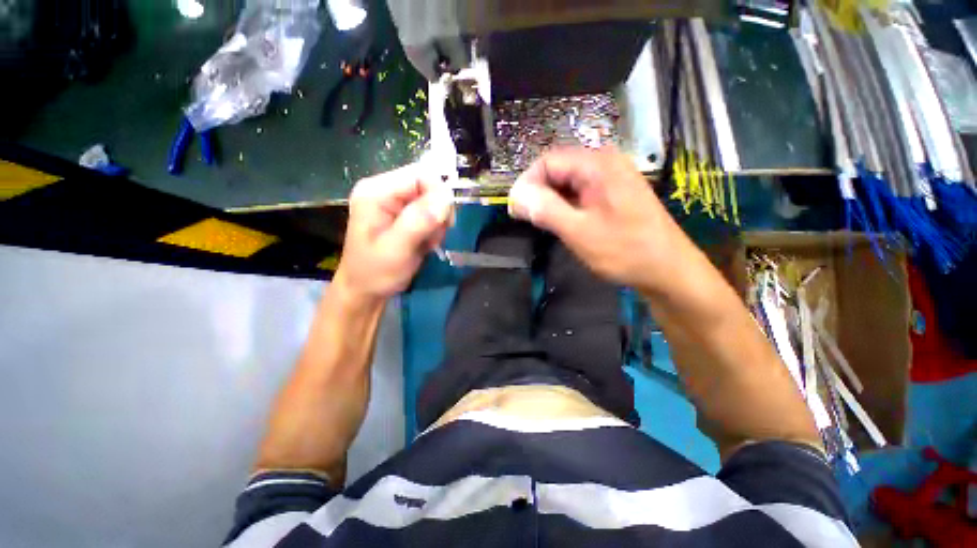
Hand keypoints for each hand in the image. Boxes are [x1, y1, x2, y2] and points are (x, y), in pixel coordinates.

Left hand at [335, 164, 453, 301]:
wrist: (366, 291)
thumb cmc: (375, 272)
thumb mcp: (396, 248)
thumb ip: (419, 221)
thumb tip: (446, 196)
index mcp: (377, 191)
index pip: (420, 174)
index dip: (438, 194)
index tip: (444, 222)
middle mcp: (386, 191)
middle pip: (429, 186)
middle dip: (438, 213)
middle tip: (432, 237)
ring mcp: (396, 203)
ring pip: (434, 201)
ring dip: (437, 224)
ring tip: (426, 243)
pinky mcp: (405, 215)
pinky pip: (432, 214)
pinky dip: (435, 230)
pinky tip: (425, 244)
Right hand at [508, 147, 685, 290]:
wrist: (667, 269)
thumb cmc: (624, 251)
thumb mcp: (579, 232)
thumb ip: (546, 210)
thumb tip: (517, 194)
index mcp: (598, 165)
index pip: (548, 161)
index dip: (527, 183)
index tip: (516, 209)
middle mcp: (606, 162)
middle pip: (558, 168)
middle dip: (538, 192)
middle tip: (527, 218)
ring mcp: (612, 177)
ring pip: (568, 181)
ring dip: (551, 199)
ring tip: (542, 223)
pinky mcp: (614, 192)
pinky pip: (581, 190)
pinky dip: (566, 203)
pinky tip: (563, 221)